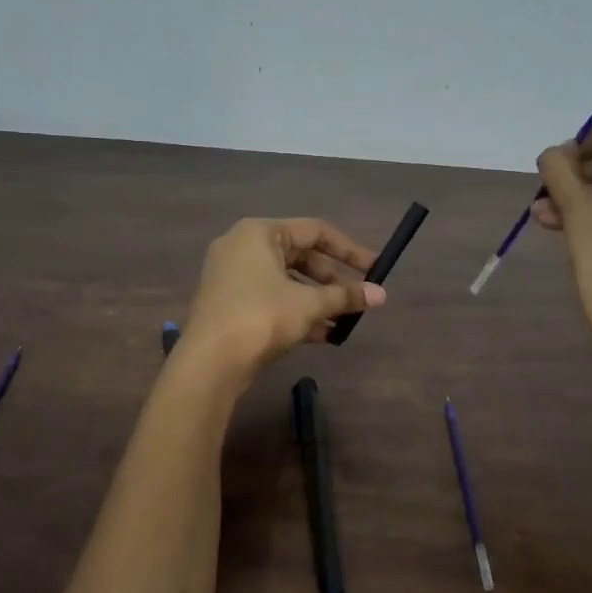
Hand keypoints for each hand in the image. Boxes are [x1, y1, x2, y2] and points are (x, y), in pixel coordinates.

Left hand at [179, 218, 384, 382]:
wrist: (210, 361)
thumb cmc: (262, 316)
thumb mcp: (309, 305)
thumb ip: (345, 296)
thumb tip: (381, 294)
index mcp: (260, 233)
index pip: (315, 231)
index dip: (349, 250)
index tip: (375, 269)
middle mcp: (242, 247)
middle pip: (300, 257)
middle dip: (332, 280)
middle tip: (358, 299)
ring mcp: (232, 276)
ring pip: (286, 281)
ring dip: (317, 300)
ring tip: (344, 322)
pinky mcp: (229, 304)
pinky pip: (271, 299)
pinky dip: (296, 312)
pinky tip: (323, 335)